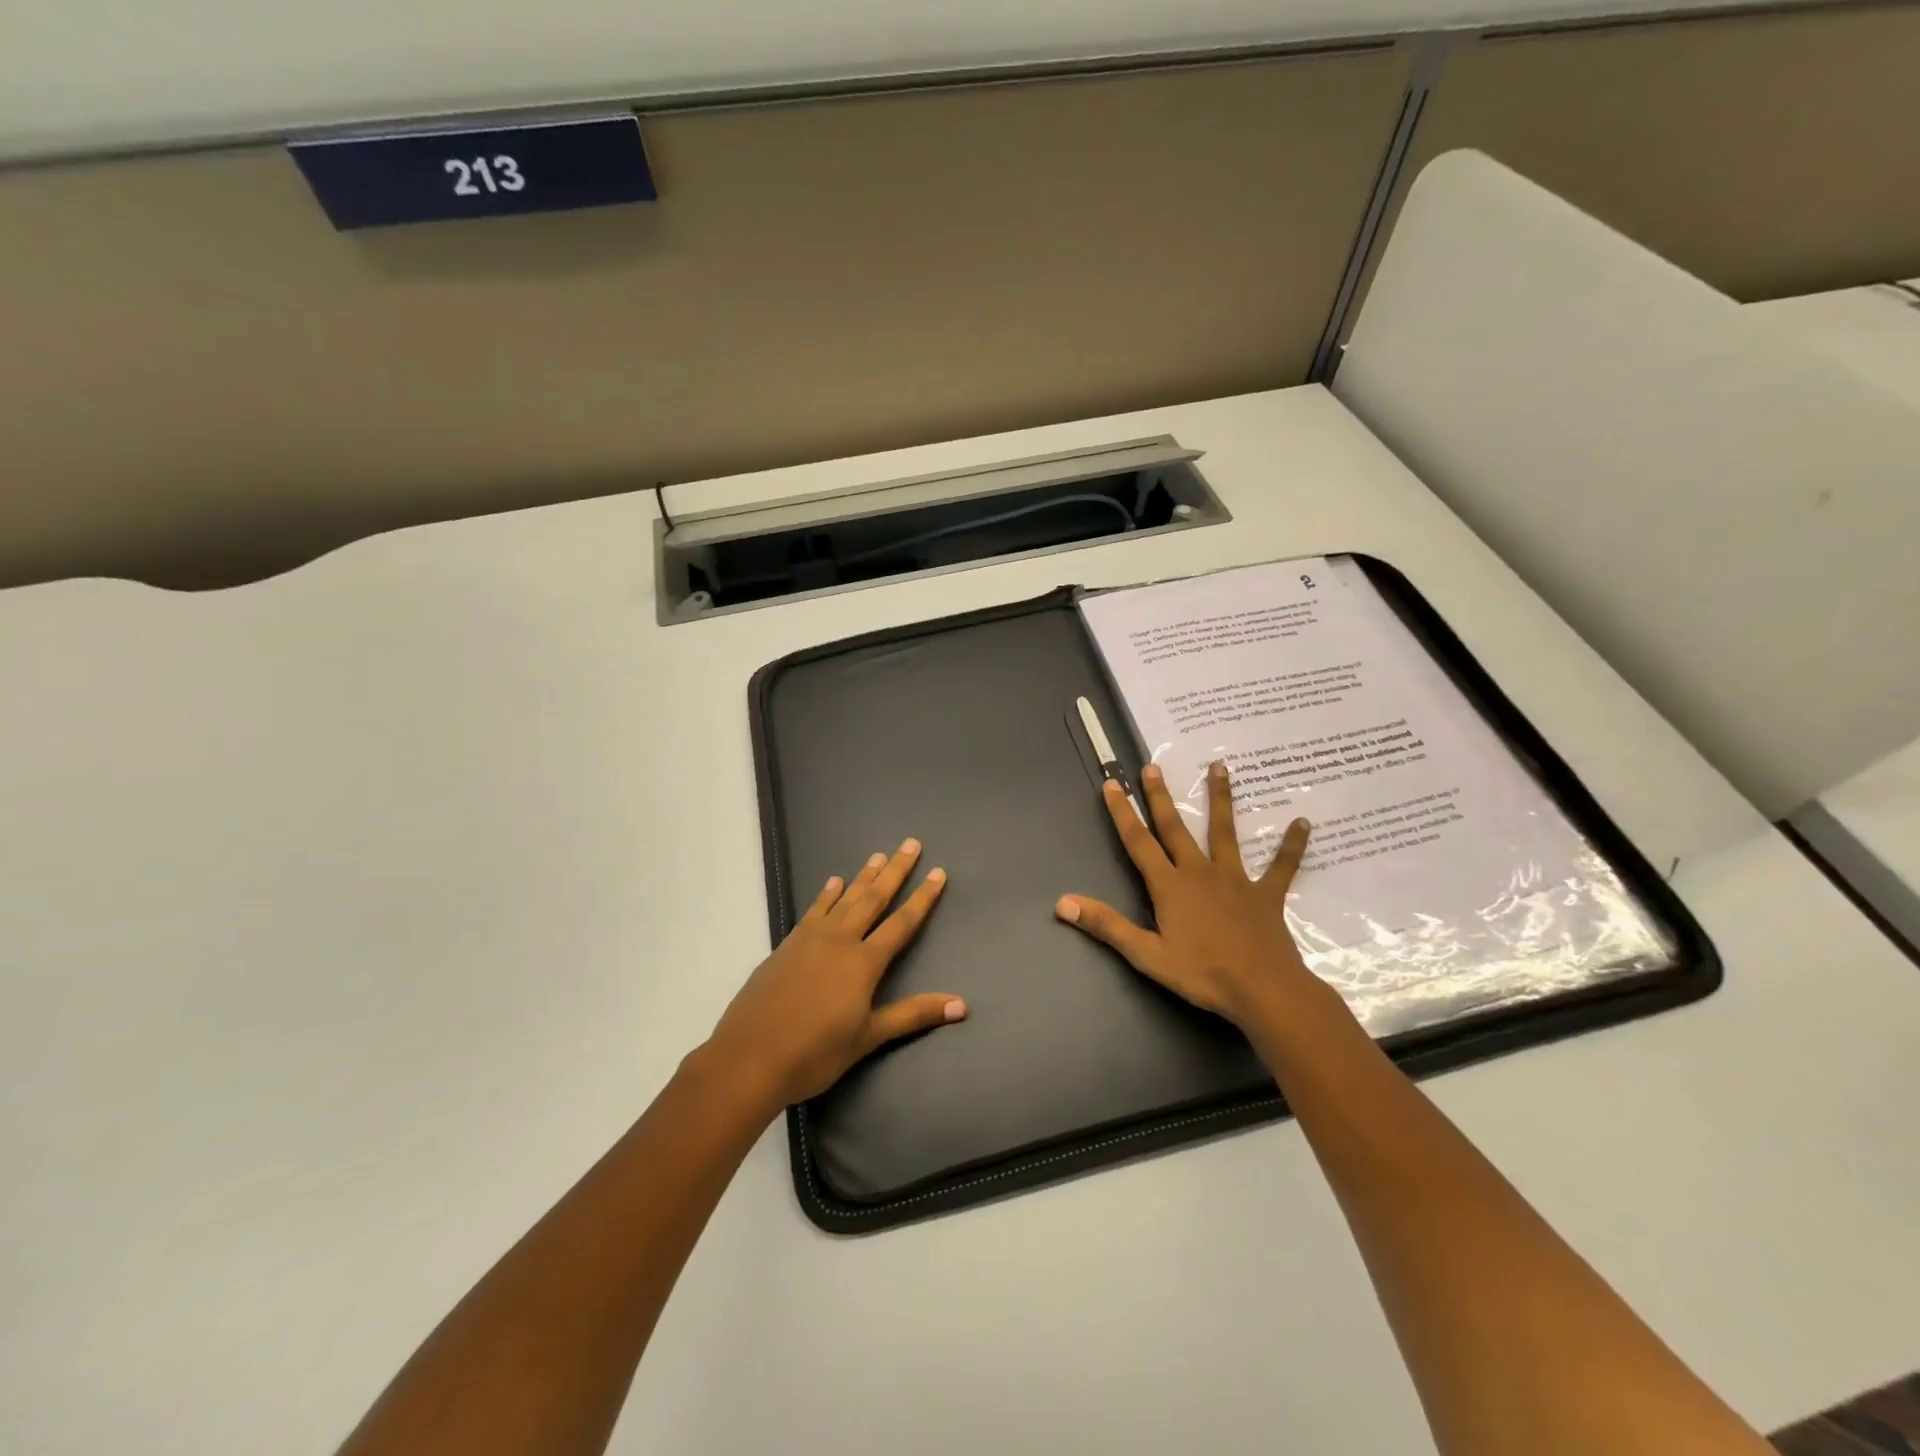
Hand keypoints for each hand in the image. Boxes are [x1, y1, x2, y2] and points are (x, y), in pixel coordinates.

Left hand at [704, 838, 966, 1107]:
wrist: (750, 1057)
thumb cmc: (815, 1053)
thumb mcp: (868, 1037)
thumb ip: (913, 1015)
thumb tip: (962, 1005)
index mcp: (864, 962)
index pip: (902, 923)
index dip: (922, 898)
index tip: (938, 872)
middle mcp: (840, 940)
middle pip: (873, 899)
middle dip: (895, 871)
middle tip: (911, 844)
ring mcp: (810, 940)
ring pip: (844, 899)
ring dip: (863, 876)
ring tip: (878, 854)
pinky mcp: (786, 946)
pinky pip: (813, 911)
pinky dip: (826, 895)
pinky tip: (833, 882)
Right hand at [1056, 761, 1313, 1028]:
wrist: (1263, 990)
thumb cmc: (1202, 973)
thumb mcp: (1147, 954)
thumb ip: (1107, 925)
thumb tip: (1063, 902)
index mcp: (1170, 886)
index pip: (1138, 842)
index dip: (1123, 813)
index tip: (1113, 784)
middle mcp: (1200, 872)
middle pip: (1175, 828)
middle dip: (1160, 796)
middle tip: (1152, 766)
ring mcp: (1236, 880)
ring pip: (1225, 832)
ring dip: (1221, 799)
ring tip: (1220, 767)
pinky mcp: (1266, 894)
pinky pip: (1281, 867)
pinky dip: (1292, 846)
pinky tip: (1303, 823)